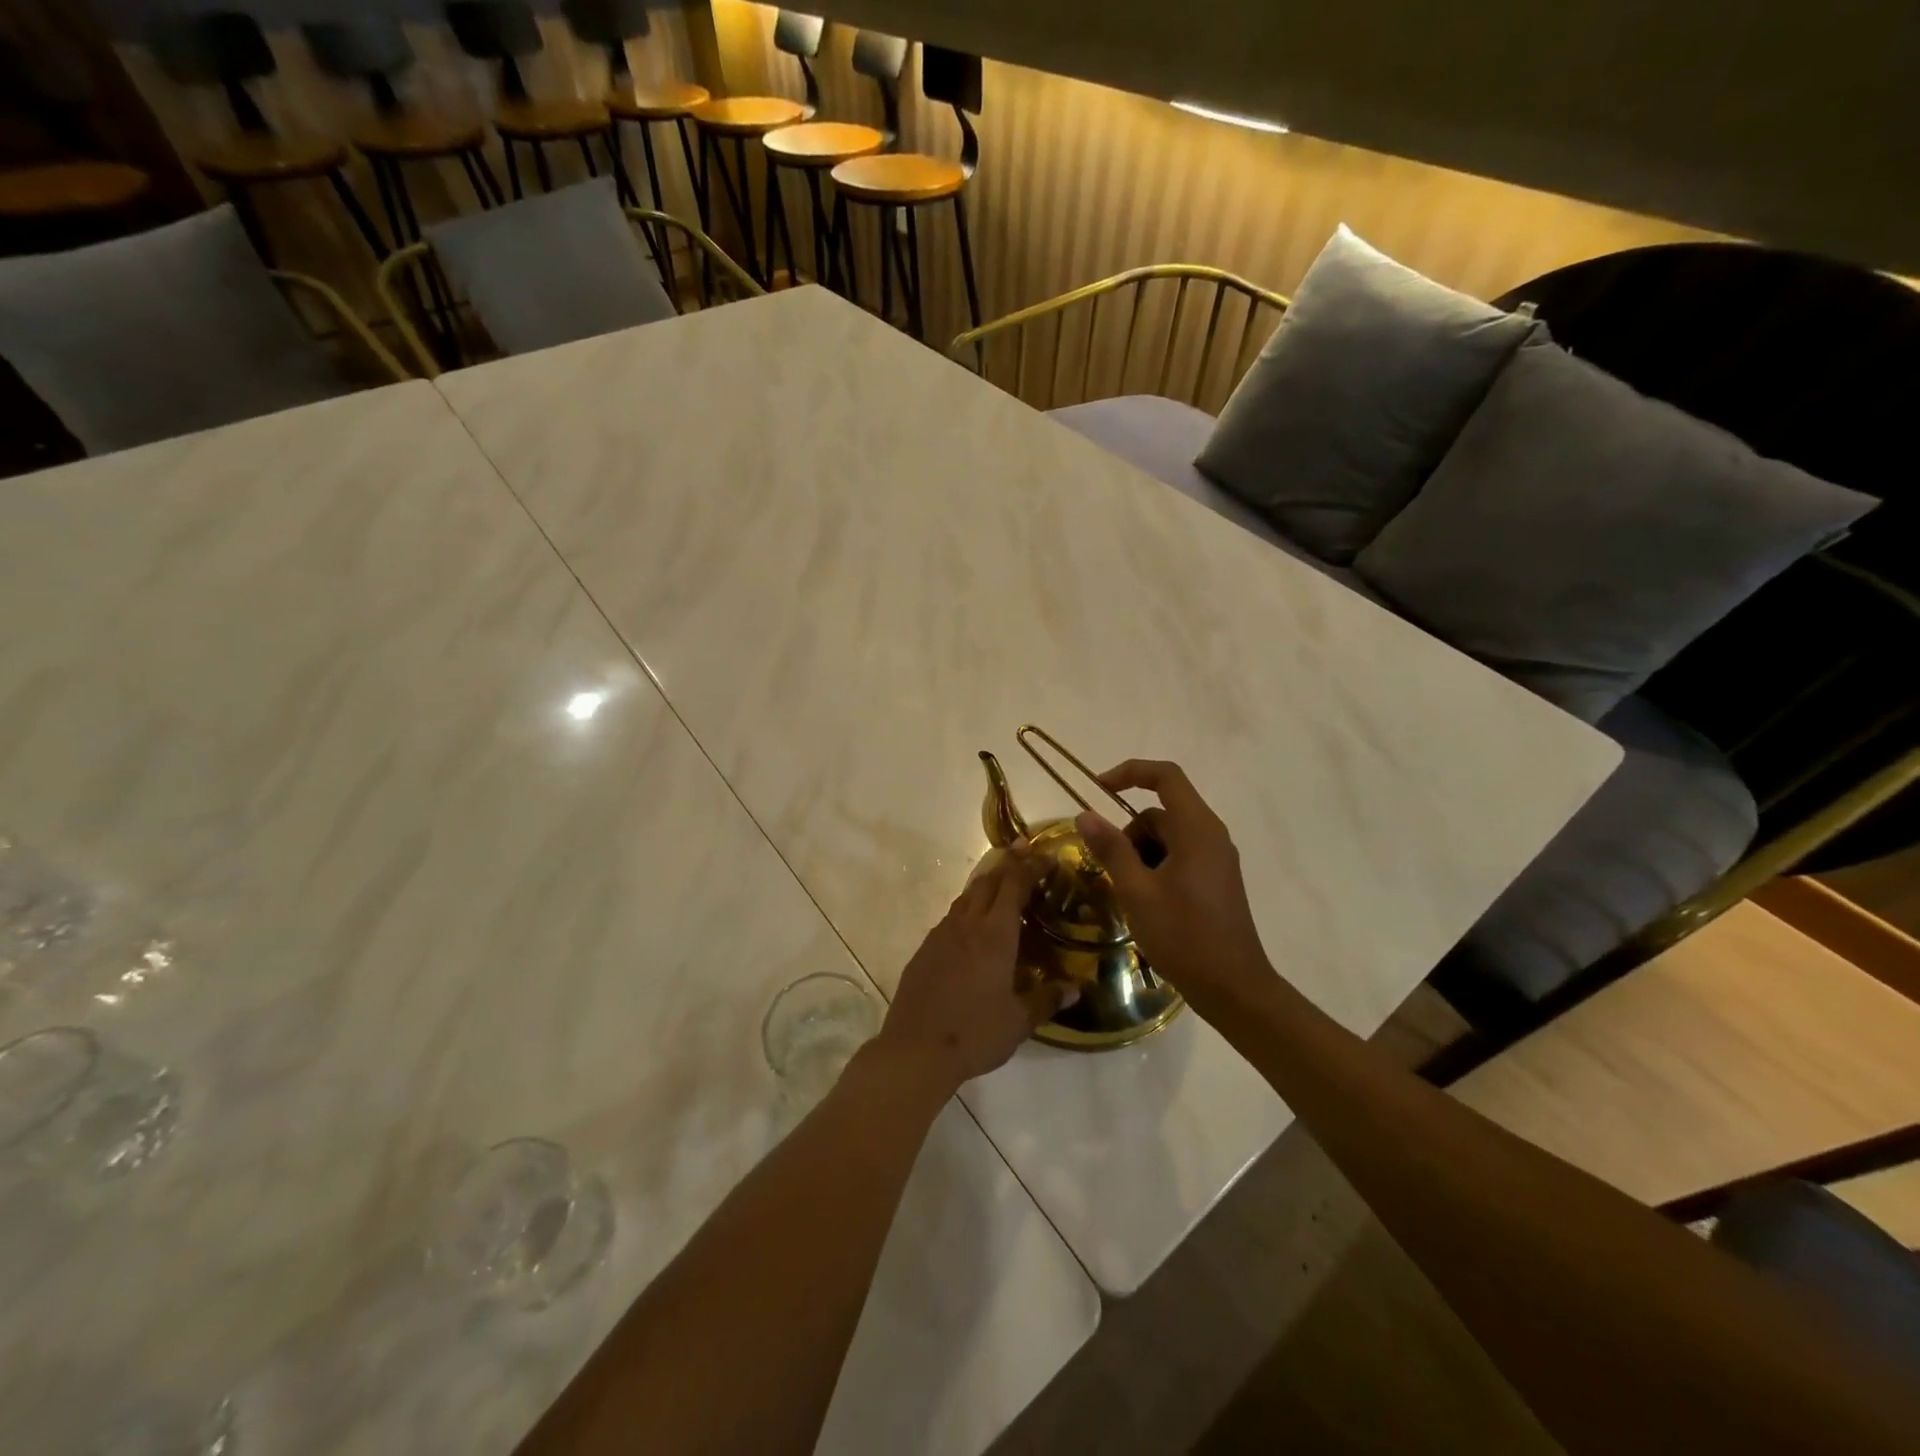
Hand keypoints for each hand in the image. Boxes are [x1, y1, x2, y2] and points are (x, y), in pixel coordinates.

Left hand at [874, 844, 1073, 1095]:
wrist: (915, 1050)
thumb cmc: (975, 1034)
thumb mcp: (1019, 1021)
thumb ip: (1047, 999)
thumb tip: (1075, 988)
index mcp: (995, 935)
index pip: (1014, 885)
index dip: (1031, 866)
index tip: (1047, 856)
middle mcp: (967, 925)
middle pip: (988, 881)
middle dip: (1008, 863)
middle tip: (1025, 852)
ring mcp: (941, 934)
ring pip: (967, 896)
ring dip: (986, 883)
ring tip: (1001, 882)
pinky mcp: (925, 949)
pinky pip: (951, 917)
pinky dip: (968, 908)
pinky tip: (973, 925)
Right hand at [1075, 759, 1278, 1021]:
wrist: (1234, 989)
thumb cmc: (1184, 936)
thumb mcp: (1137, 892)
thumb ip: (1111, 848)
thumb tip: (1084, 814)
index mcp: (1197, 829)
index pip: (1165, 776)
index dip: (1130, 772)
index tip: (1097, 788)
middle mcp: (1211, 835)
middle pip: (1161, 811)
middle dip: (1129, 831)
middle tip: (1108, 869)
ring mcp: (1216, 859)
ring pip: (1167, 837)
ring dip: (1140, 853)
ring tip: (1126, 892)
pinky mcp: (1215, 880)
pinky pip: (1179, 856)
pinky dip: (1155, 867)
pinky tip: (1144, 902)